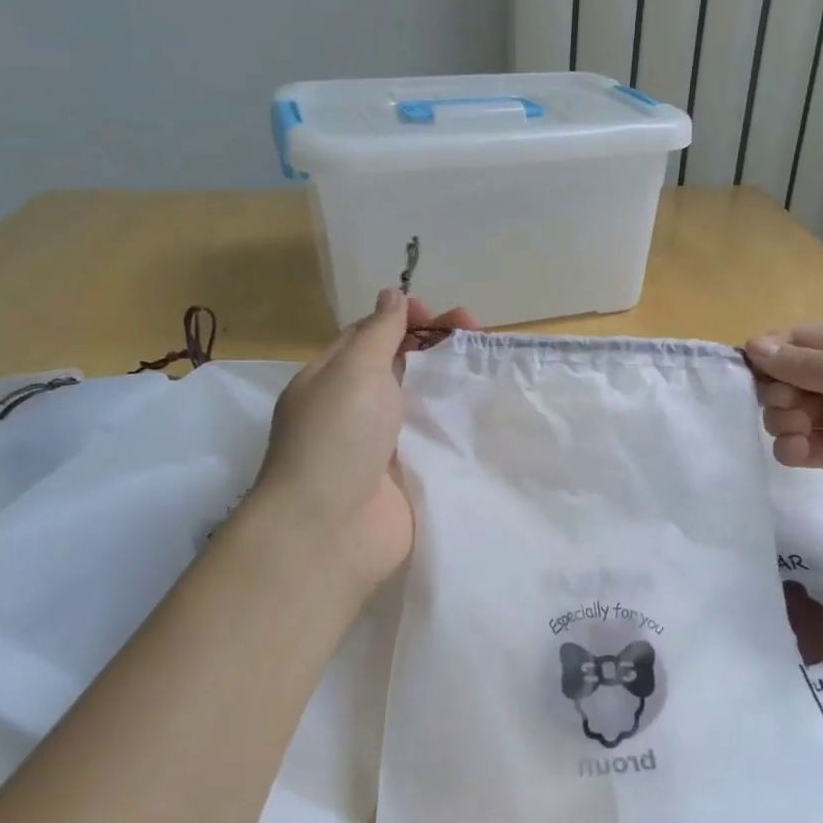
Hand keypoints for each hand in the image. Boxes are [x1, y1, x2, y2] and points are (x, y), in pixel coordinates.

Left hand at [248, 289, 476, 596]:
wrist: (334, 528)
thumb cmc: (337, 435)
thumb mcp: (354, 369)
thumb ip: (379, 332)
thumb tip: (391, 294)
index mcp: (331, 378)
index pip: (370, 336)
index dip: (404, 319)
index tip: (439, 315)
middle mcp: (355, 408)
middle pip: (401, 364)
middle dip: (436, 344)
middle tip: (478, 331)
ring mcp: (383, 444)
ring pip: (422, 400)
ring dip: (452, 380)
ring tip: (491, 362)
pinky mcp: (409, 474)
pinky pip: (435, 438)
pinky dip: (458, 421)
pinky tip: (490, 408)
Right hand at [746, 317, 822, 536]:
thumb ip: (806, 364)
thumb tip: (752, 345)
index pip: (796, 340)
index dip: (768, 355)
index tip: (748, 375)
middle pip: (787, 377)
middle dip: (778, 393)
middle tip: (791, 408)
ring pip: (791, 412)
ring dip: (783, 422)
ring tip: (800, 434)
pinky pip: (804, 445)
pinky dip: (794, 449)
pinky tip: (801, 455)